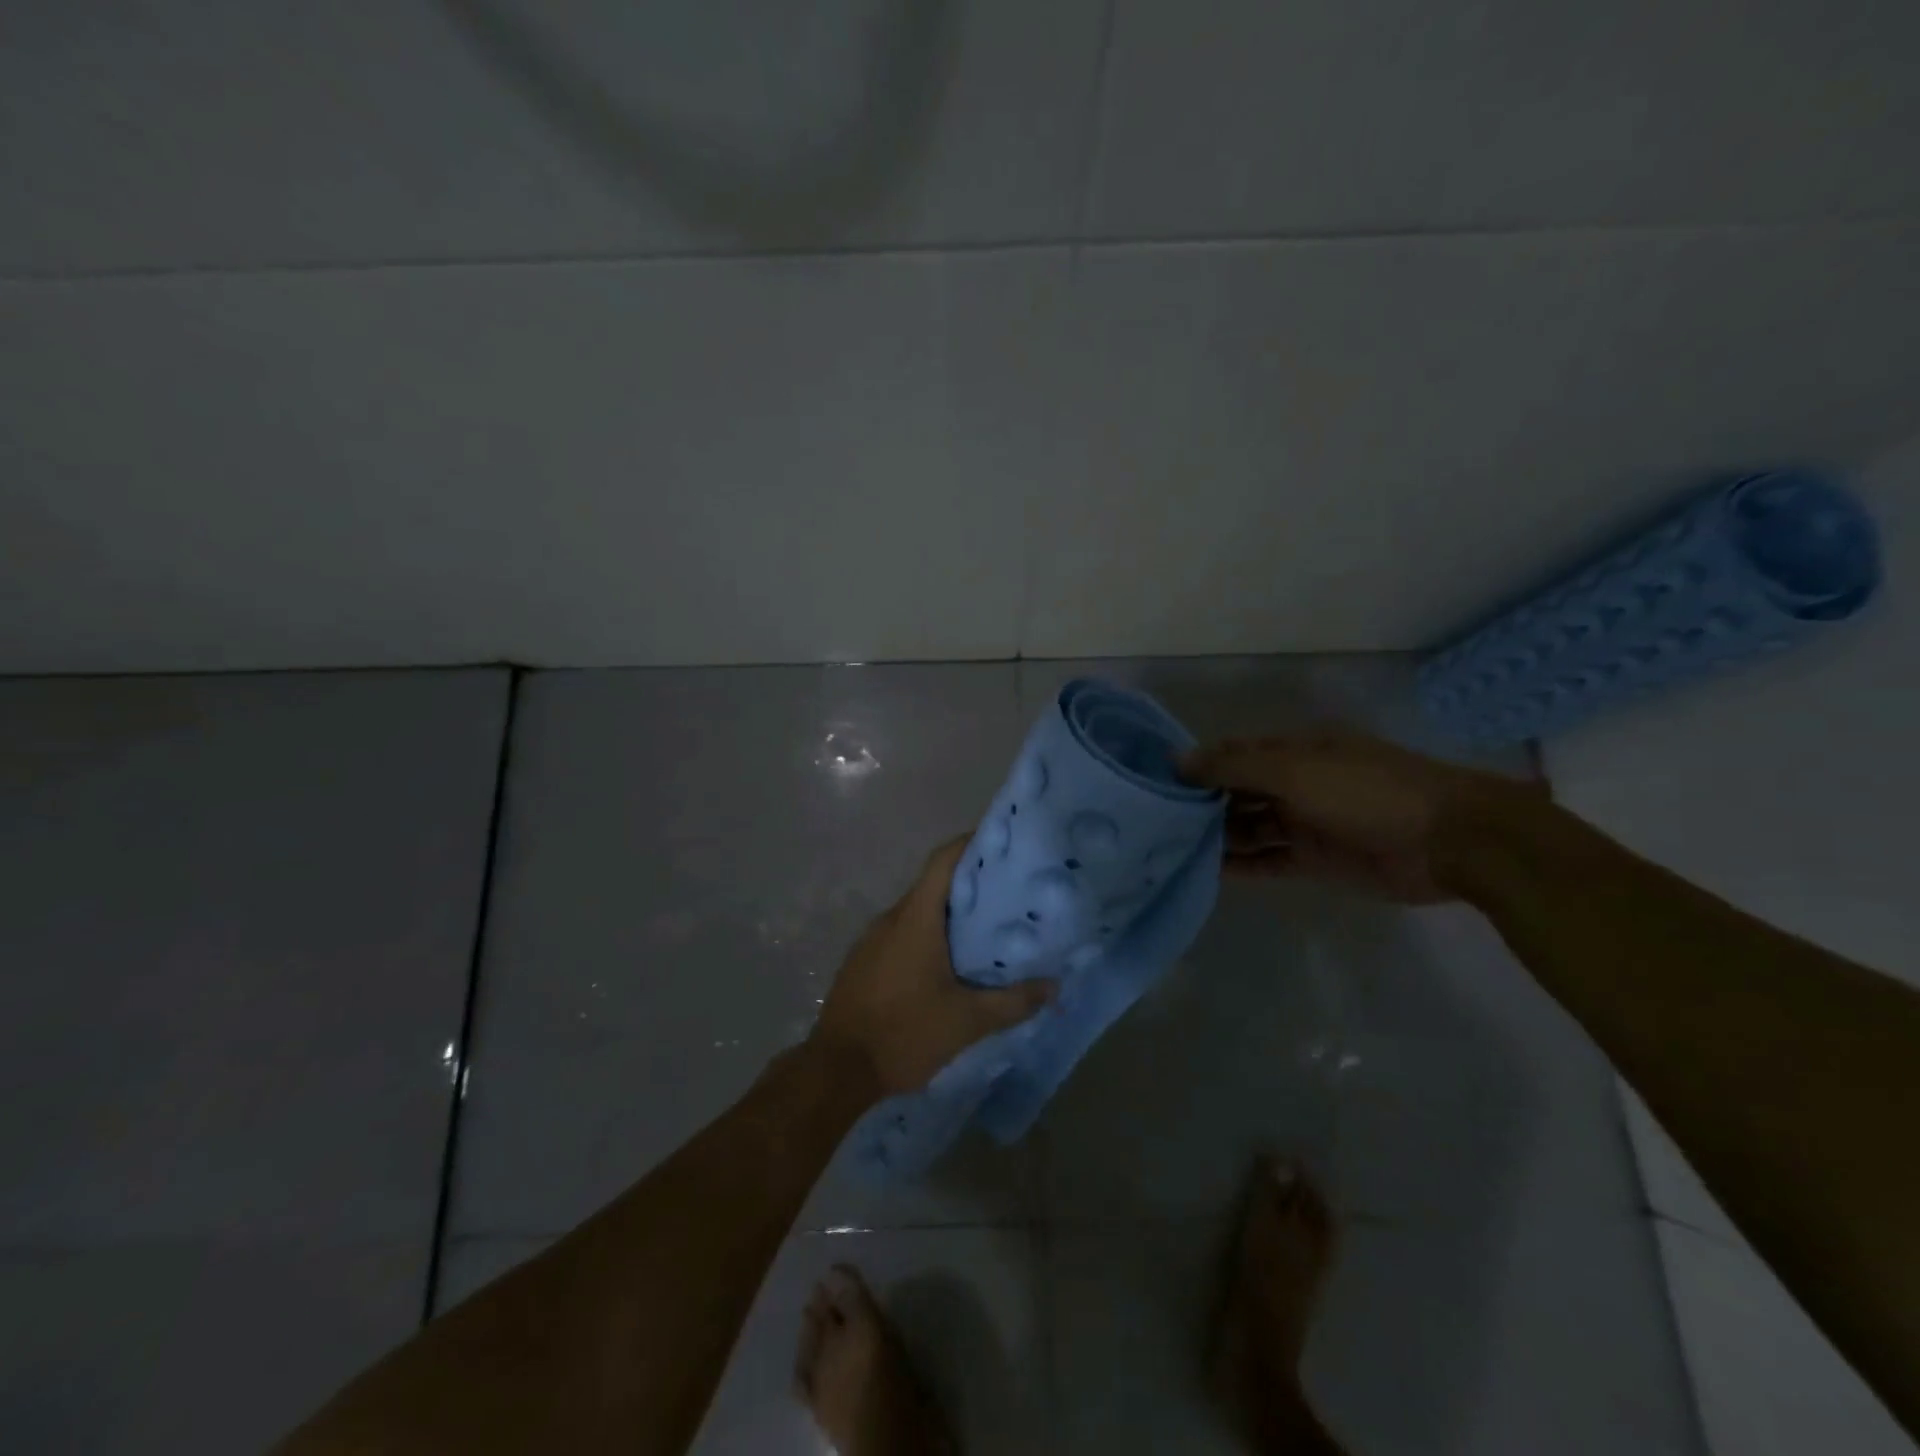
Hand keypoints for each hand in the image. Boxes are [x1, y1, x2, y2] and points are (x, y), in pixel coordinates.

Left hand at [812, 837, 1053, 1098]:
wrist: (836, 1069)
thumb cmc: (904, 1033)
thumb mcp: (967, 1022)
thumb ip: (1012, 1002)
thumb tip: (1053, 987)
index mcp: (916, 918)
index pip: (943, 861)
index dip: (971, 844)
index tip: (1001, 844)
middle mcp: (891, 918)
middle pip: (933, 885)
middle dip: (969, 885)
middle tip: (1008, 895)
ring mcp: (872, 940)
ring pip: (917, 912)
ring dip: (948, 915)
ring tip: (985, 930)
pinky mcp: (863, 962)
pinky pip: (902, 934)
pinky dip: (928, 936)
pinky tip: (948, 963)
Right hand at [1180, 729, 1545, 903]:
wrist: (1449, 841)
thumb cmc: (1367, 792)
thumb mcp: (1295, 769)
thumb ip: (1235, 766)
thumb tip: (1178, 760)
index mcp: (1293, 750)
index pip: (1233, 754)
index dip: (1197, 766)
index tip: (1156, 783)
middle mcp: (1295, 783)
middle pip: (1237, 792)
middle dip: (1201, 804)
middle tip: (1156, 823)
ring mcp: (1304, 822)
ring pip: (1248, 827)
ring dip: (1216, 836)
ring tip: (1170, 849)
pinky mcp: (1314, 860)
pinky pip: (1267, 860)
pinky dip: (1240, 865)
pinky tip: (1205, 871)